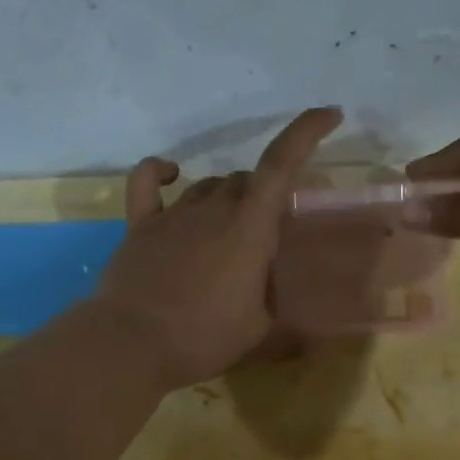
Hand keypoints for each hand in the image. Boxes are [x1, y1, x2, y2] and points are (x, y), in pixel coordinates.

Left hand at [92, 106, 342, 386]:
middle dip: (263, 196)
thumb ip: (285, 323)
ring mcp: (173, 213)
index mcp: (249, 228)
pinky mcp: (140, 225)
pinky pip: (147, 182)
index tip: (329, 114)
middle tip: (268, 232)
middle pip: (245, 180)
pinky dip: (160, 172)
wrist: (131, 345)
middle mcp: (213, 208)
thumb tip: (310, 334)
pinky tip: (170, 174)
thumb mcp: (258, 334)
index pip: (281, 164)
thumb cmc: (203, 338)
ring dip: (226, 197)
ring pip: (208, 185)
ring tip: (229, 230)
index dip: (306, 132)